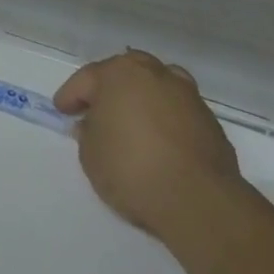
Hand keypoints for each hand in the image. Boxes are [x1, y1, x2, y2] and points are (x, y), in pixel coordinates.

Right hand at [54, 50, 246, 242]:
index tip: (62, 110)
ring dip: (143, 99)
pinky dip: (166, 119)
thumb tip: (96, 124)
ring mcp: (187, 95)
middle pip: (126, 73)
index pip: (86, 79)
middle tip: (98, 110)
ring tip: (135, 122)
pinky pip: (178, 112)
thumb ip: (88, 133)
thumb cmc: (132, 169)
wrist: (199, 201)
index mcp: (120, 72)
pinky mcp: (210, 122)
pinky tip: (161, 142)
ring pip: (157, 87)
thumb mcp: (91, 155)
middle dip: (110, 88)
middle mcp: (154, 73)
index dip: (71, 96)